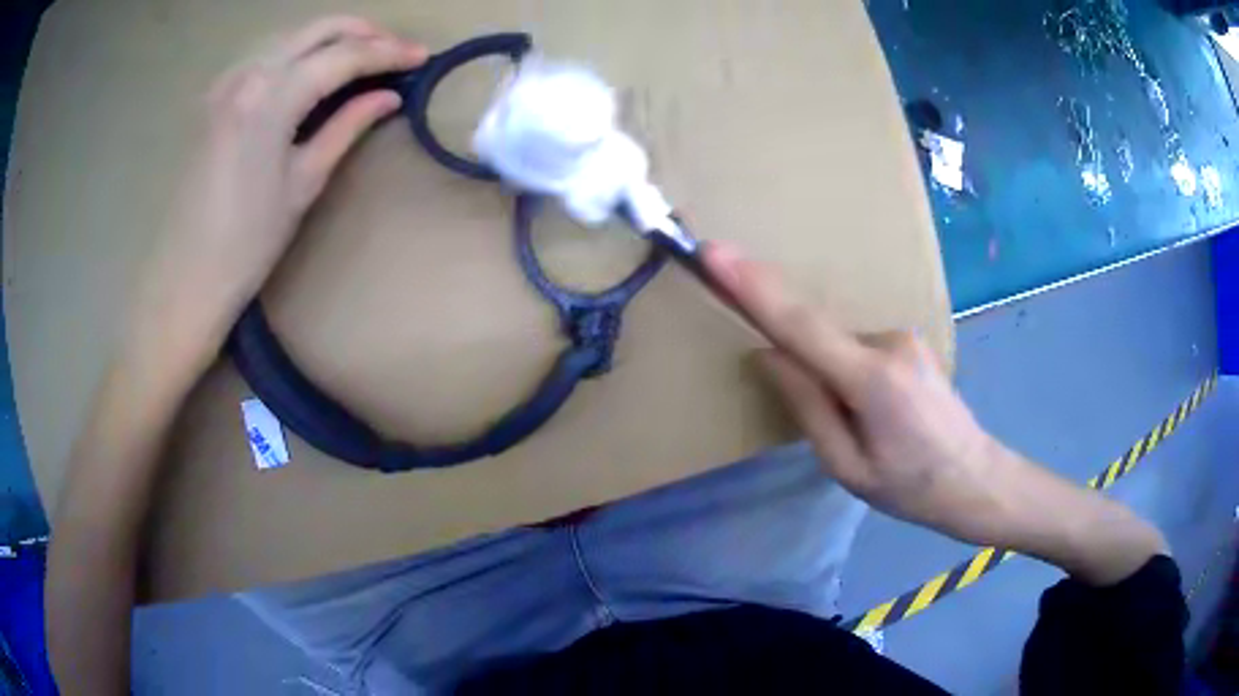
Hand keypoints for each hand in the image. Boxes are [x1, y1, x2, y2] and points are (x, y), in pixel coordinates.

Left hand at [129, 16, 426, 377]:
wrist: (185, 277)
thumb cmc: (248, 242)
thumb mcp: (304, 181)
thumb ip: (347, 126)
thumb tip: (389, 96)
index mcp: (272, 96)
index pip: (343, 56)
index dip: (389, 52)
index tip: (423, 56)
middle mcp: (248, 73)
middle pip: (317, 29)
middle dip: (363, 32)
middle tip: (395, 50)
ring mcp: (226, 81)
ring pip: (291, 35)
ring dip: (331, 38)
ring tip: (361, 57)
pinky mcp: (214, 97)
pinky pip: (266, 54)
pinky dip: (298, 52)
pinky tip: (312, 69)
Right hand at [704, 241, 1165, 583]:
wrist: (976, 479)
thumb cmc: (911, 488)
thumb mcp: (847, 468)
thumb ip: (807, 407)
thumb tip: (769, 356)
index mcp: (873, 380)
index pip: (800, 325)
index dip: (753, 287)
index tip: (713, 253)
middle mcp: (890, 342)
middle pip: (819, 342)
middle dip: (808, 376)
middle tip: (841, 431)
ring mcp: (905, 336)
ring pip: (840, 349)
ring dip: (835, 383)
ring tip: (870, 434)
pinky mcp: (911, 340)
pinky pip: (859, 350)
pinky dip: (852, 376)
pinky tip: (881, 417)